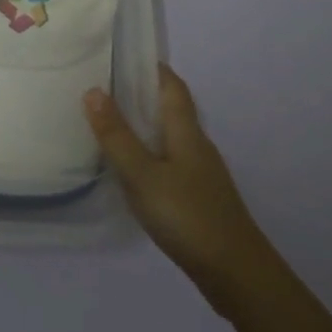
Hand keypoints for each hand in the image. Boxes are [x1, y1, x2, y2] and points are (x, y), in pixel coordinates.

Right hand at [85, 64, 265, 312]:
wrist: (238, 276)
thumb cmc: (188, 216)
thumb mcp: (143, 175)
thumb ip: (117, 135)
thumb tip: (92, 90)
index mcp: (186, 132)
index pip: (172, 86)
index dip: (153, 68)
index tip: (125, 55)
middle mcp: (197, 146)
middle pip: (172, 109)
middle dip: (143, 94)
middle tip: (105, 86)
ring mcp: (202, 174)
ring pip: (171, 137)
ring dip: (146, 126)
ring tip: (111, 123)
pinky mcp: (200, 200)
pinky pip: (171, 163)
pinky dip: (151, 154)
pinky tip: (133, 170)